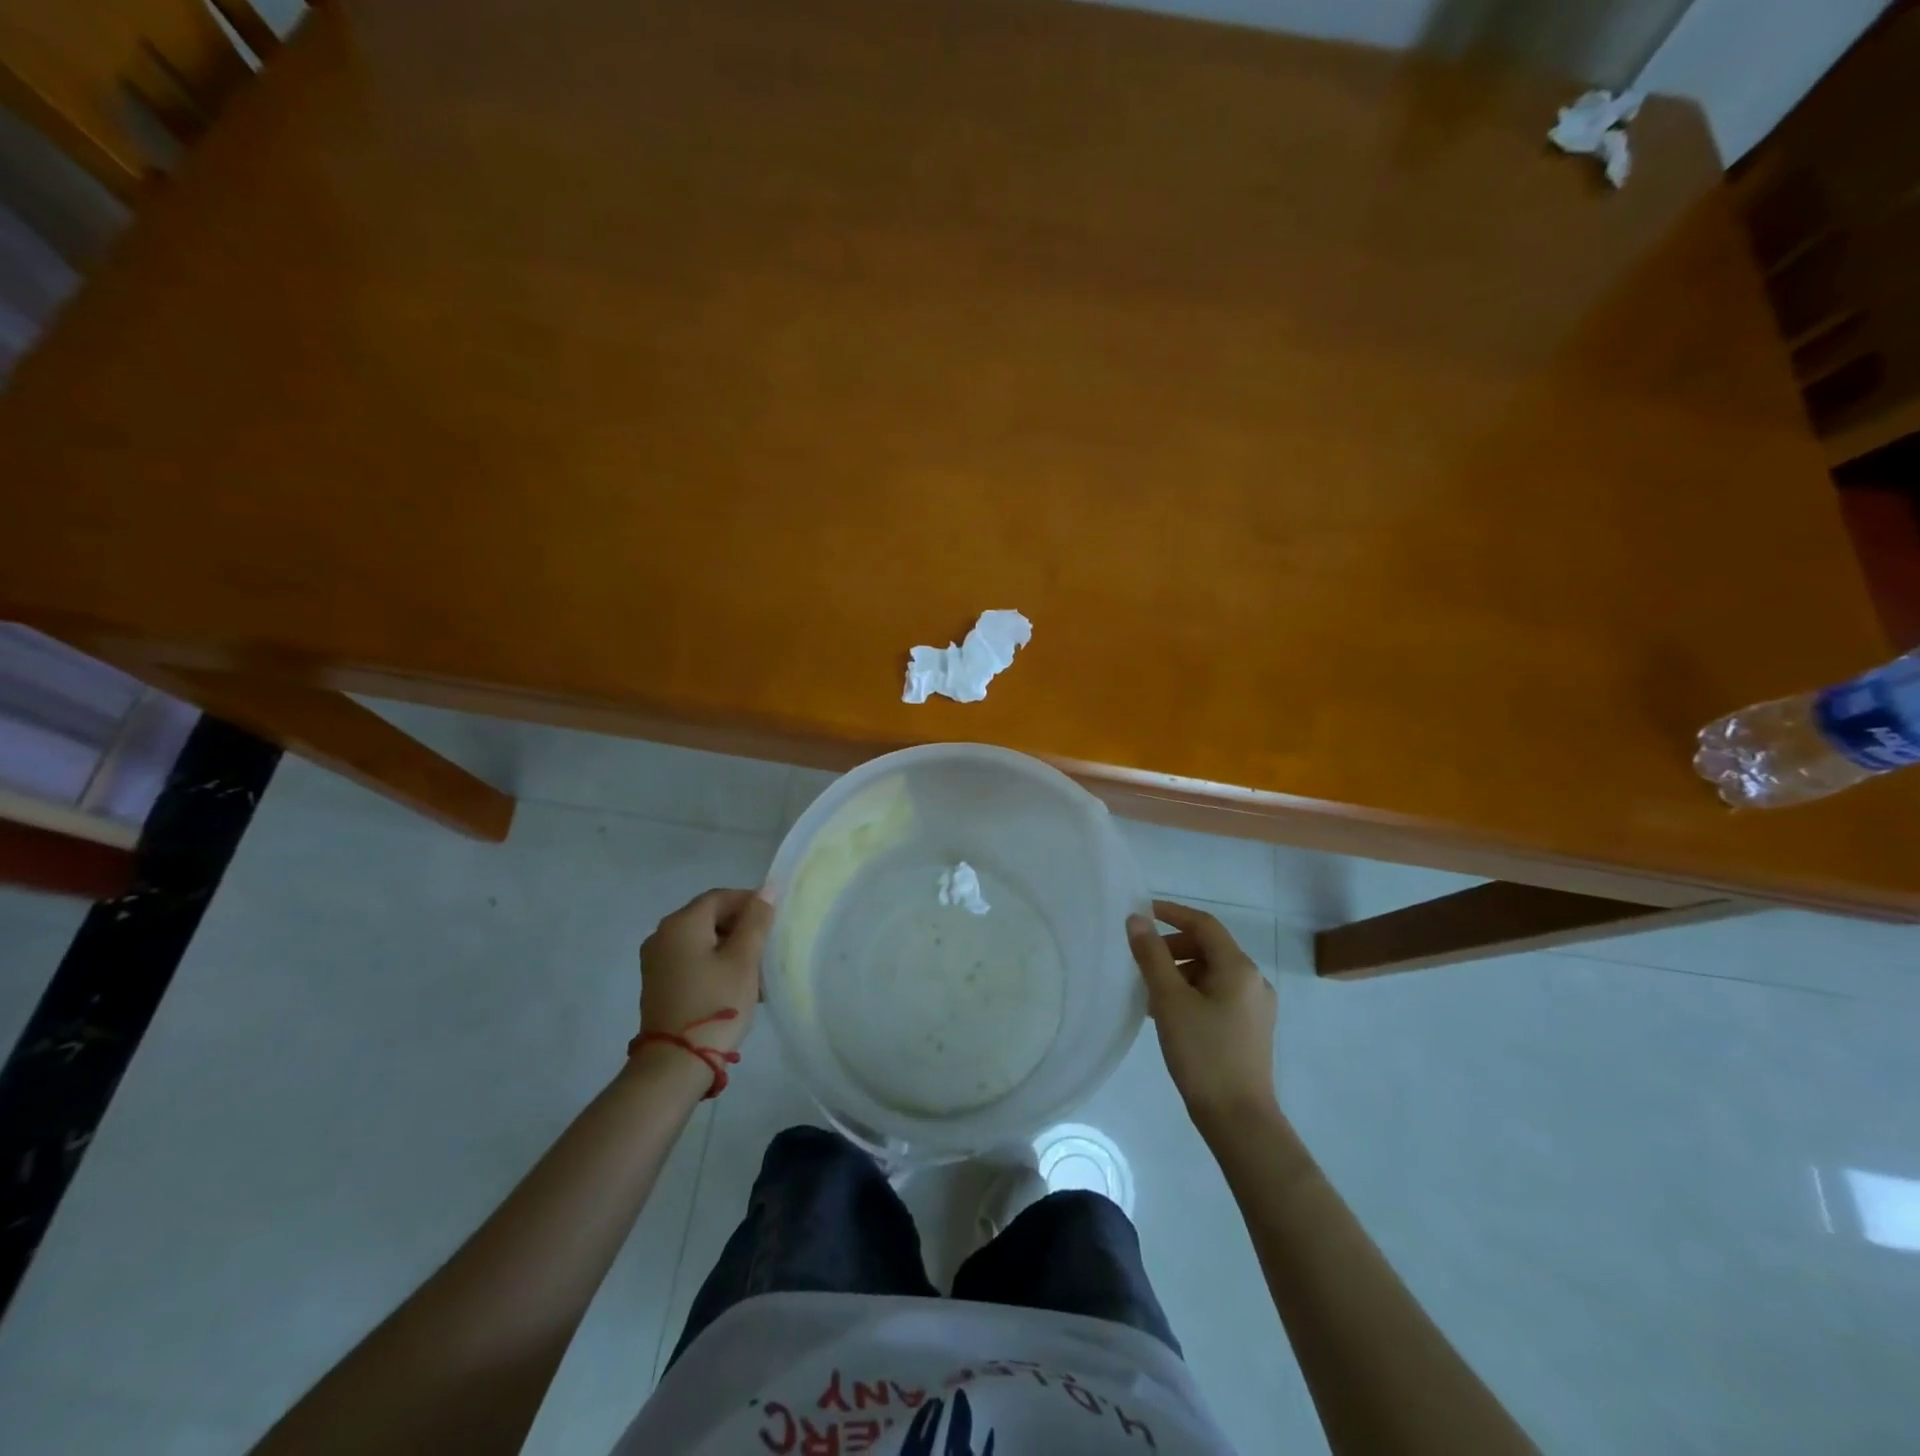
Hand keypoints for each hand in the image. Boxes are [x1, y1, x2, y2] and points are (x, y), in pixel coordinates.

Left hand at [638, 888, 772, 1057]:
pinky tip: (735, 984)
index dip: (750, 902)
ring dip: (730, 947)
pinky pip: (691, 959)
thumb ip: (756, 921)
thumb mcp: (743, 960)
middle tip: (768, 947)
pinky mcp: (658, 983)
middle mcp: (662, 935)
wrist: (675, 1064)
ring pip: (701, 940)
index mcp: (681, 923)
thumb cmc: (716, 1004)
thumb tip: (766, 889)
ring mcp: (656, 961)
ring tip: (757, 971)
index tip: (775, 920)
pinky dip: (714, 963)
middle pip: (709, 917)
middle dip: (741, 927)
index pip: (720, 897)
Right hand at [1128, 900, 1278, 1132]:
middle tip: (1140, 959)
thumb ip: (1152, 955)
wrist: (1239, 1119)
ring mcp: (1255, 1007)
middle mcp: (1253, 981)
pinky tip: (1168, 1013)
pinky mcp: (1250, 1029)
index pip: (1204, 924)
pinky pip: (1217, 995)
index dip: (1172, 913)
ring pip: (1212, 973)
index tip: (1141, 913)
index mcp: (1238, 968)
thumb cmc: (1203, 1053)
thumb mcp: (1169, 1000)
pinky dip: (1191, 992)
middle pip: (1209, 947)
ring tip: (1148, 990)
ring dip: (1179, 971)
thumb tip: (1137, 919)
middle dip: (1172, 946)